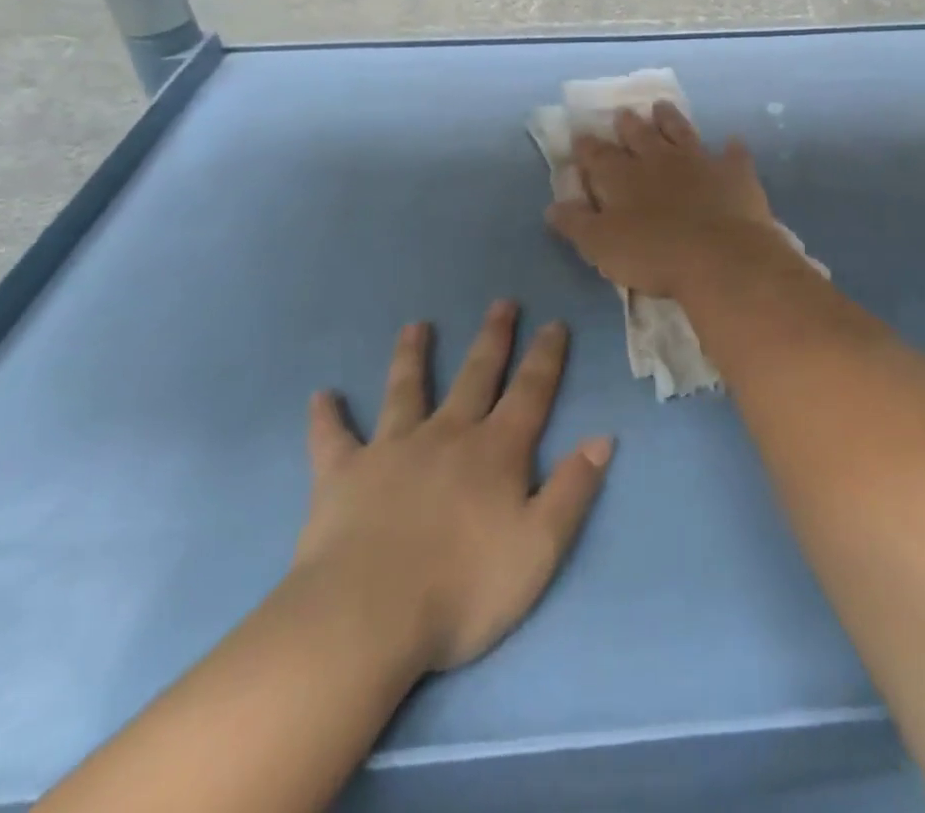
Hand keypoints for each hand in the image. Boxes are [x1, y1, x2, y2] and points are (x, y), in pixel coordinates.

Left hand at [291, 301, 612, 671]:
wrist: (365, 622)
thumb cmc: (462, 589)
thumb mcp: (540, 547)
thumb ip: (573, 489)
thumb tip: (602, 438)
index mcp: (496, 451)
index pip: (531, 391)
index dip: (546, 356)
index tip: (554, 323)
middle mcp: (448, 435)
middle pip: (475, 375)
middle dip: (493, 339)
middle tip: (502, 303)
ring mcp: (392, 450)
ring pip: (405, 391)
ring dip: (413, 357)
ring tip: (416, 326)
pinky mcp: (342, 476)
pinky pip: (332, 439)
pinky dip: (327, 417)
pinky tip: (321, 396)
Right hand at [545, 102, 781, 298]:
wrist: (720, 255)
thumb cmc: (653, 255)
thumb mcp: (601, 246)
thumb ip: (577, 223)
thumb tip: (553, 206)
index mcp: (622, 178)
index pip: (598, 156)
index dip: (587, 146)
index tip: (580, 134)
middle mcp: (658, 160)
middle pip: (640, 135)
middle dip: (628, 124)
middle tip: (623, 113)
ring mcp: (699, 162)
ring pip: (681, 132)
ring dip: (670, 119)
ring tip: (661, 106)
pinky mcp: (734, 173)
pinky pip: (734, 154)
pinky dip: (731, 148)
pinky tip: (732, 141)